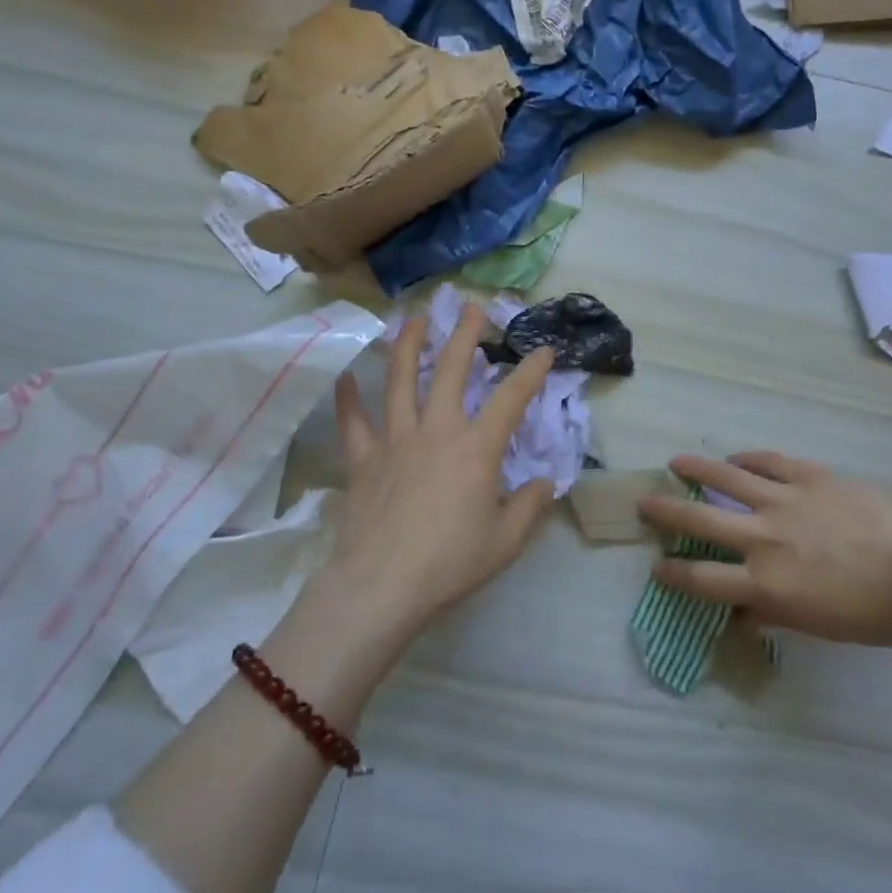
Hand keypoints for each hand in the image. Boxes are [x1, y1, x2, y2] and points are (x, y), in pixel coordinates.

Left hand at [319, 304, 555, 636]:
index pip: (511, 400)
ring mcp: (395, 440)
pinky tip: (345, 376)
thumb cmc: (450, 562)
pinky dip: (348, 398)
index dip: (531, 372)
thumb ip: (529, 506)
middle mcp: (436, 431)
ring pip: (401, 381)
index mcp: (476, 449)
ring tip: (414, 319)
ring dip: (408, 345)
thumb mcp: (505, 541)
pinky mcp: (363, 459)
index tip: (545, 349)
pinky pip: (354, 422)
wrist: (382, 585)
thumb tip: (544, 483)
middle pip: (452, 371)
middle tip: (471, 307)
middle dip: (464, 335)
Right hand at [638, 452, 891, 645]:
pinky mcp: (808, 476)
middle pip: (699, 519)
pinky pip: (768, 461)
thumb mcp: (817, 628)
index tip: (658, 565)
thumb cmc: (873, 614)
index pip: (702, 579)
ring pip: (726, 476)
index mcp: (765, 584)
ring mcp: (784, 501)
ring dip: (696, 468)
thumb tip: (744, 611)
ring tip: (676, 462)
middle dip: (665, 511)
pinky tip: (736, 457)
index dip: (673, 572)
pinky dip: (747, 459)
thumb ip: (773, 614)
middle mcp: (763, 539)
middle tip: (645, 502)